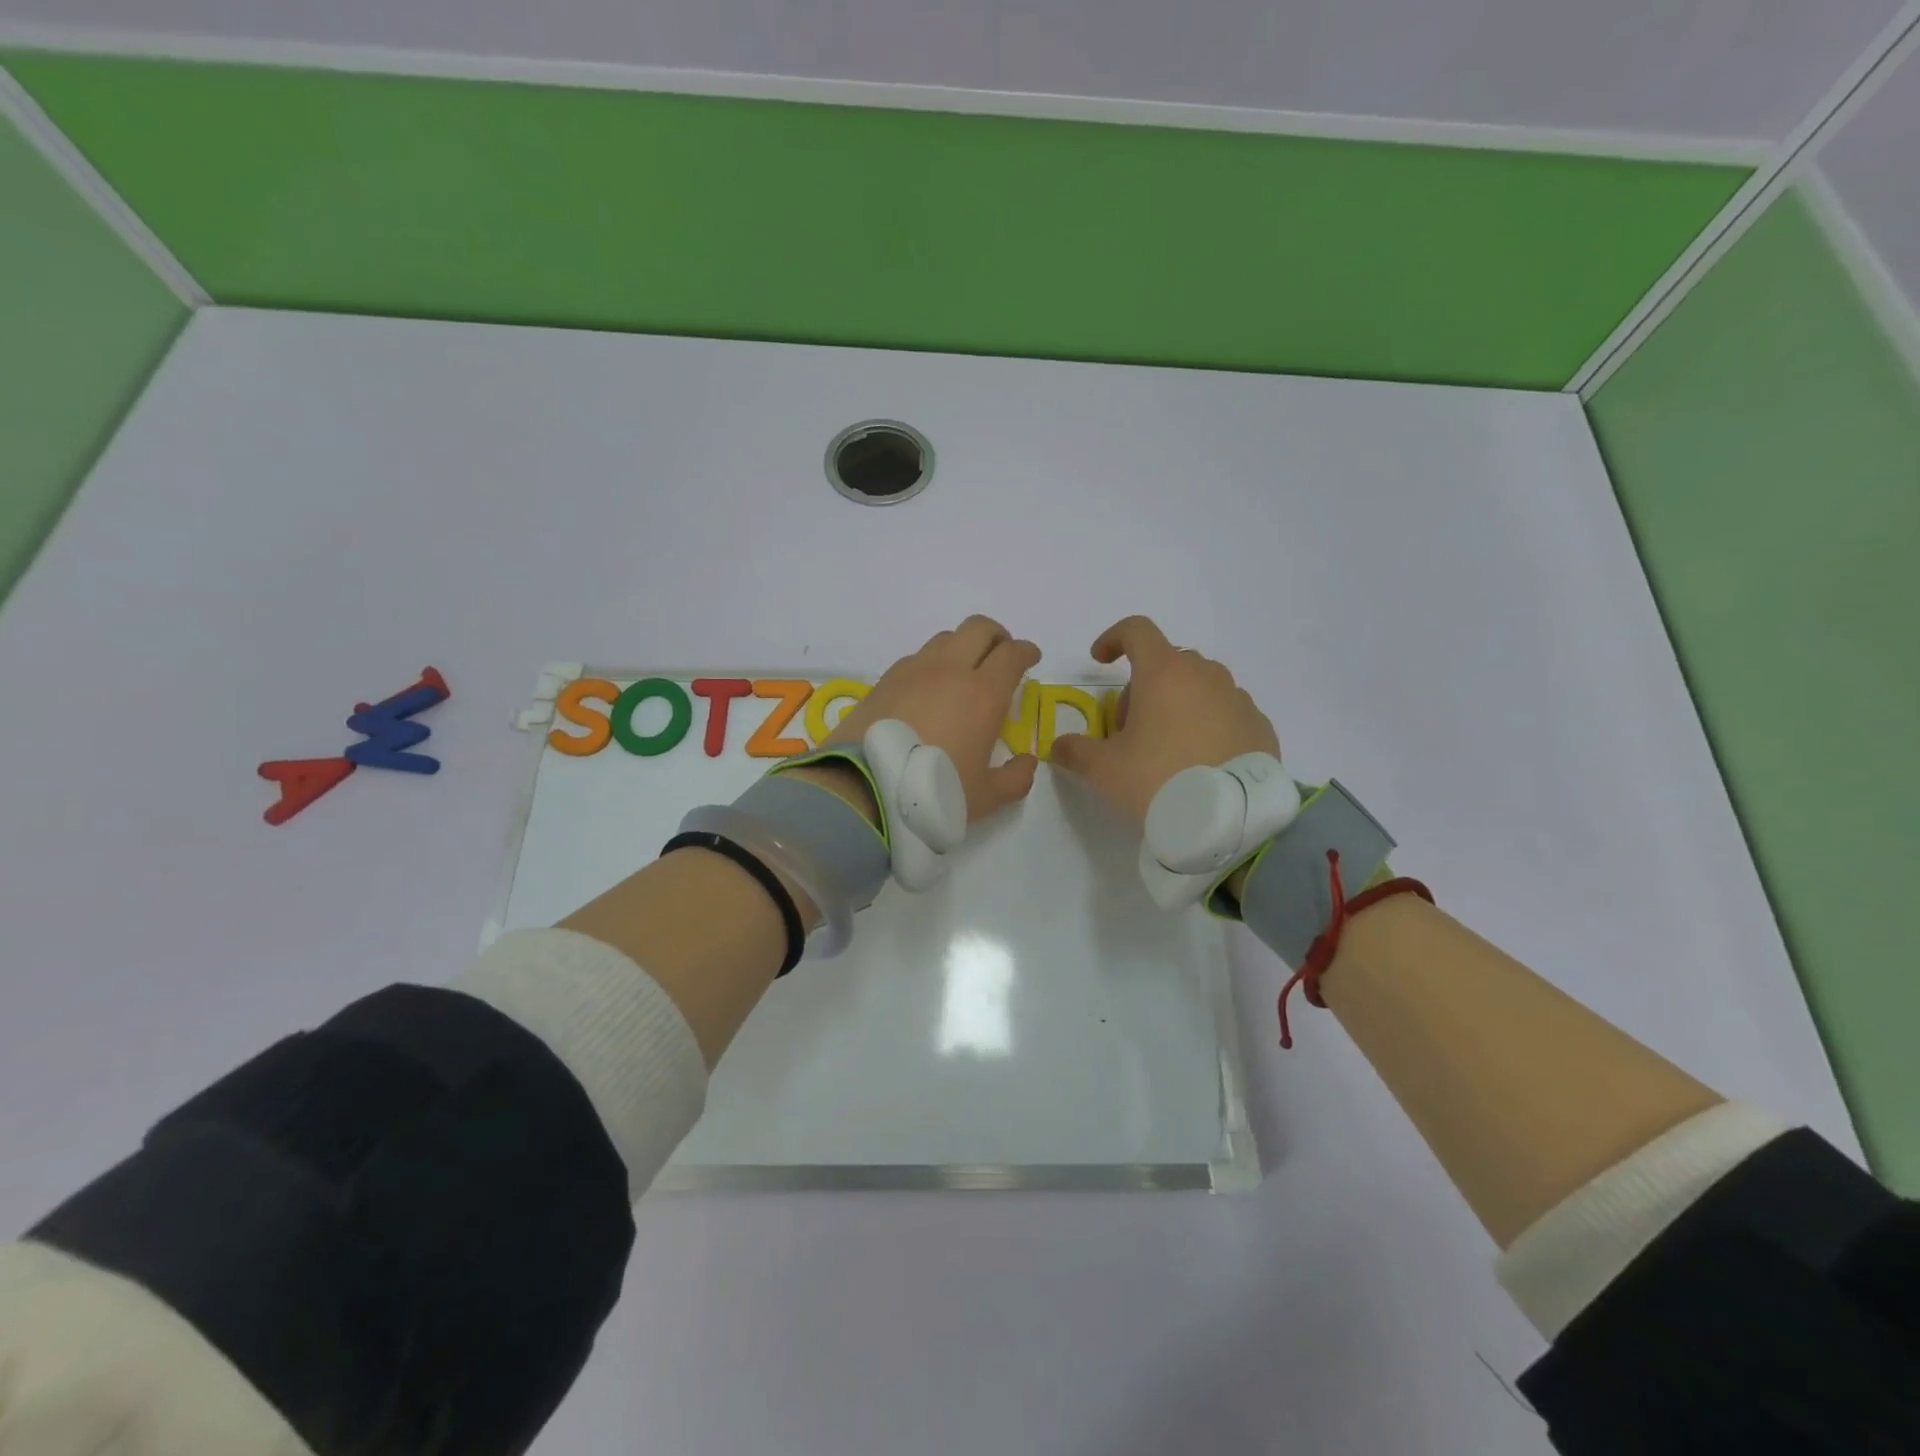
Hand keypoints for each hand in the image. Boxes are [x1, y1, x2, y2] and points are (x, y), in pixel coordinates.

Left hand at [819, 615, 1042, 822]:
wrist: (865, 788)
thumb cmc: (933, 792)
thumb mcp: (984, 797)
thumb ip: (1014, 779)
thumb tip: (1027, 763)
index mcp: (983, 694)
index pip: (1012, 654)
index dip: (1027, 651)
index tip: (1031, 659)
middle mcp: (950, 671)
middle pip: (979, 628)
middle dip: (997, 636)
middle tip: (1001, 656)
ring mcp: (913, 671)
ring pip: (945, 638)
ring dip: (962, 647)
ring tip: (963, 672)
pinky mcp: (885, 679)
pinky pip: (916, 658)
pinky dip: (931, 664)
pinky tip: (927, 690)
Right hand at [1051, 615, 1279, 828]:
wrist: (1230, 821)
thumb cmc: (1158, 781)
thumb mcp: (1104, 770)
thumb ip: (1075, 751)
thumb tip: (1060, 746)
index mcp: (1164, 673)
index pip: (1136, 630)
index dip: (1113, 639)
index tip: (1101, 661)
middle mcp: (1204, 675)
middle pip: (1167, 662)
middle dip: (1143, 686)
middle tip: (1131, 729)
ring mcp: (1237, 698)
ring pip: (1200, 685)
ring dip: (1178, 703)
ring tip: (1168, 747)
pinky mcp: (1259, 725)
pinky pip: (1226, 711)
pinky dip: (1209, 723)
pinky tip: (1201, 761)